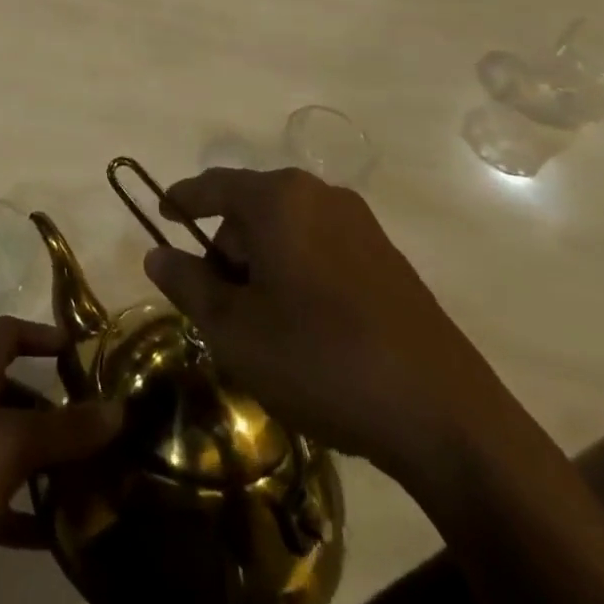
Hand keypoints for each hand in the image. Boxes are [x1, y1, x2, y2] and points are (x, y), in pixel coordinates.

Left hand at [0, 317, 122, 549]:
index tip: (75, 349)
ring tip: (83, 482)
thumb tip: (119, 410)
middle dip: (49, 409)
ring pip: (3, 446)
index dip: (40, 334)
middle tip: (91, 430)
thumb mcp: (16, 440)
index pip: (7, 332)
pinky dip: (21, 511)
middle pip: (10, 391)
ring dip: (38, 462)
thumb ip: (67, 429)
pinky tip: (54, 534)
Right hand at [143, 168, 504, 481]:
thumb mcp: (234, 330)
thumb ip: (187, 283)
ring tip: (263, 325)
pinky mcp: (390, 260)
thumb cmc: (320, 360)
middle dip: (227, 248)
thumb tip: (157, 253)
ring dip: (264, 265)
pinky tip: (308, 329)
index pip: (212, 185)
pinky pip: (323, 249)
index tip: (162, 214)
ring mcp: (361, 225)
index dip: (181, 199)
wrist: (446, 418)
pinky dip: (300, 273)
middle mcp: (319, 196)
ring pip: (289, 230)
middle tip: (218, 303)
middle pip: (251, 209)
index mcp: (278, 199)